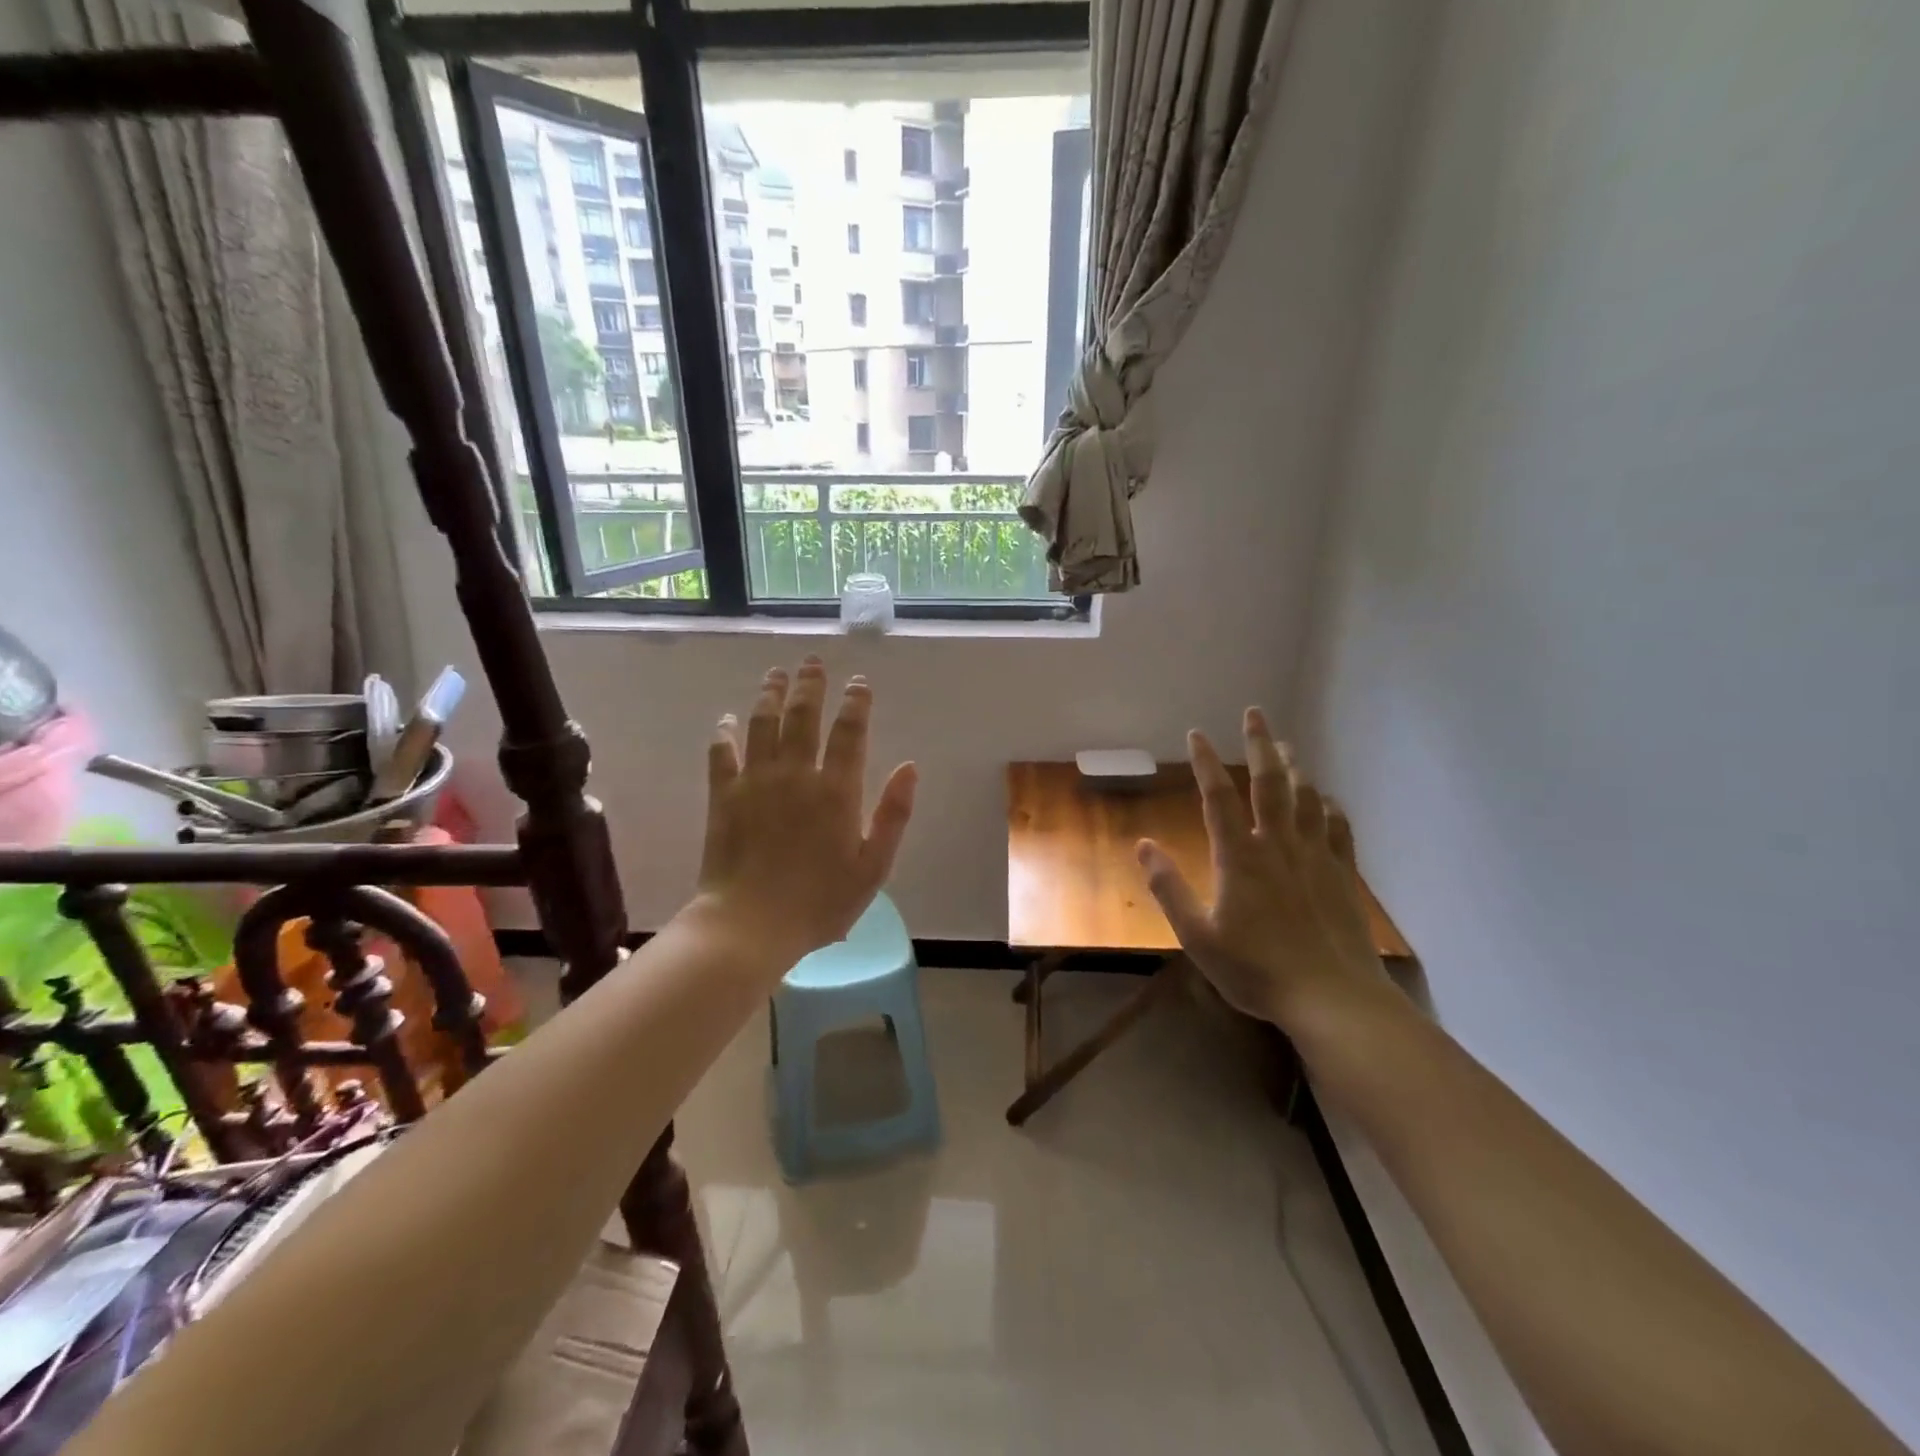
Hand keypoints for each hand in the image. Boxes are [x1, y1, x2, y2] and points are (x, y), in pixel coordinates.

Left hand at [694, 657, 916, 966]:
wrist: (750, 924)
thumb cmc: (821, 902)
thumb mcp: (873, 867)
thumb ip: (893, 814)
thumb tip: (909, 767)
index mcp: (837, 790)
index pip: (849, 732)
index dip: (856, 703)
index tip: (859, 683)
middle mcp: (796, 774)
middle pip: (803, 716)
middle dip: (811, 684)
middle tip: (813, 662)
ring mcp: (756, 781)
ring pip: (763, 723)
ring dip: (770, 694)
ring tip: (777, 674)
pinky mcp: (724, 796)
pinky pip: (722, 753)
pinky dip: (725, 733)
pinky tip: (727, 719)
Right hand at [1137, 709, 1381, 1027]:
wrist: (1331, 997)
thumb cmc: (1256, 969)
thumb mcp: (1197, 936)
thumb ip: (1168, 887)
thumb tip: (1144, 844)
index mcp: (1239, 856)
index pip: (1218, 796)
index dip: (1205, 762)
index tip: (1196, 733)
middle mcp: (1278, 845)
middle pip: (1269, 783)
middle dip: (1260, 744)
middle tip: (1255, 713)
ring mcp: (1315, 857)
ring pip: (1306, 799)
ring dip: (1295, 768)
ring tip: (1288, 747)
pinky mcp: (1342, 875)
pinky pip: (1337, 829)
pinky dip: (1329, 808)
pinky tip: (1327, 800)